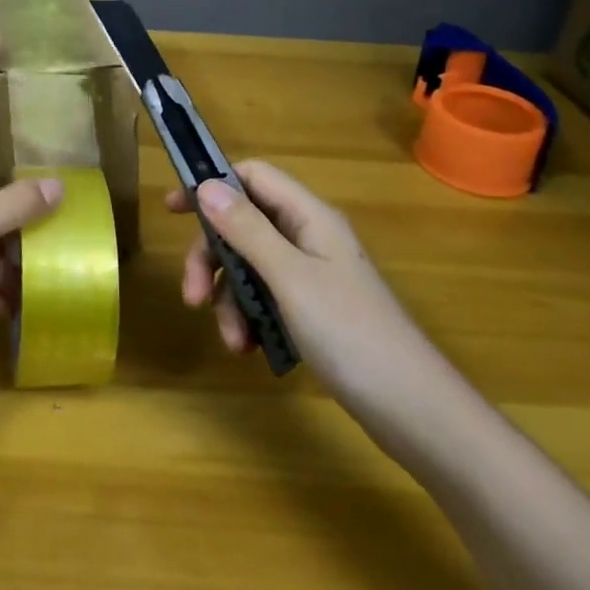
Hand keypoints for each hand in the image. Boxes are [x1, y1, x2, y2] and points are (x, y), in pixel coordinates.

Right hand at [170, 162, 448, 420]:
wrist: (415, 411)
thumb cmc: (351, 333)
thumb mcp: (290, 277)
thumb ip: (246, 229)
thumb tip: (206, 184)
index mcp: (309, 218)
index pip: (253, 177)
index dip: (212, 185)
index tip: (174, 209)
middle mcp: (310, 238)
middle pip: (244, 226)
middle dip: (212, 259)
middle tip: (190, 297)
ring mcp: (314, 277)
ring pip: (251, 267)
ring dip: (230, 299)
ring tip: (231, 340)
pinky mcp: (315, 312)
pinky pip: (268, 299)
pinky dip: (251, 319)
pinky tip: (249, 349)